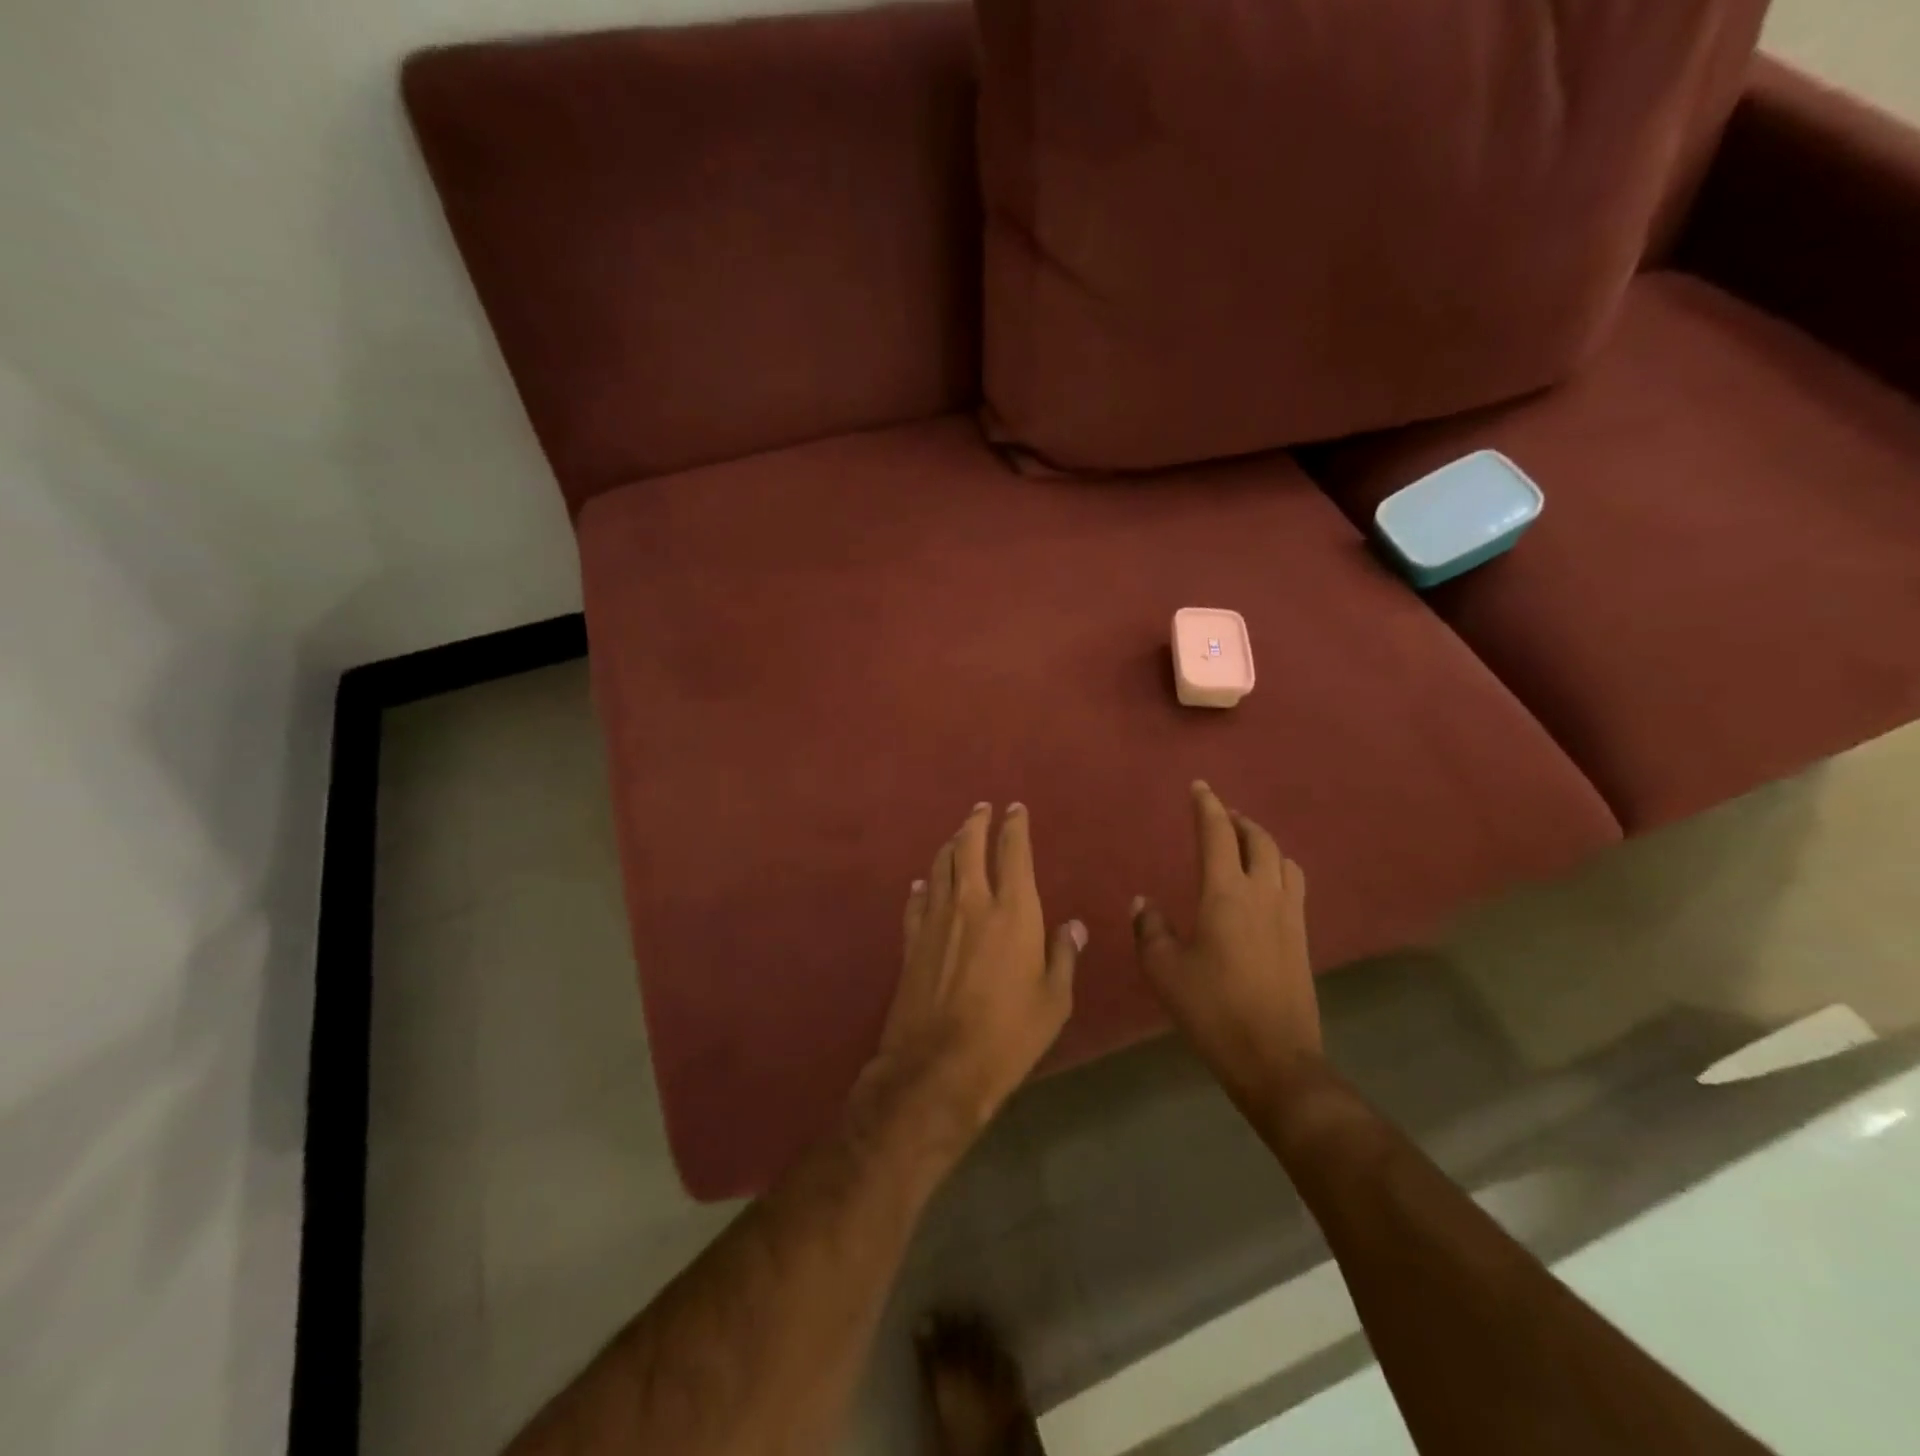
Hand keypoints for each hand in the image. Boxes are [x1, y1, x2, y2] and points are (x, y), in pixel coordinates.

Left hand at [873, 802, 1084, 1133]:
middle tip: (982, 808)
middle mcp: (972, 903)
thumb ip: (1063, 956)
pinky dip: (923, 886)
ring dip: (950, 845)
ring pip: (941, 867)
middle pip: (969, 847)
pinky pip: (917, 901)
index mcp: (1014, 911)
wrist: (939, 1065)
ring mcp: (937, 919)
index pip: (1014, 852)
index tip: (1016, 809)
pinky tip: (923, 883)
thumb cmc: (1009, 1034)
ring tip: (957, 835)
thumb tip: (1072, 926)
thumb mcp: (1054, 1000)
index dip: (1015, 826)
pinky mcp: (912, 941)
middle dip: (977, 822)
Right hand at [1132, 782, 1320, 1098]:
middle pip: (1258, 839)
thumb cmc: (1212, 1009)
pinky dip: (1278, 868)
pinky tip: (1266, 884)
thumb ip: (1150, 928)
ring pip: (1283, 859)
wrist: (1274, 1057)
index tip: (1199, 786)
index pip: (1217, 834)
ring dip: (1262, 842)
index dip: (1206, 806)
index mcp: (1226, 893)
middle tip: (1220, 815)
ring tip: (1245, 844)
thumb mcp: (1164, 969)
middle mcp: (1263, 893)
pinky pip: (1294, 884)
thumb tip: (1143, 903)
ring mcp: (1289, 915)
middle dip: (1238, 820)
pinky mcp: (1302, 937)